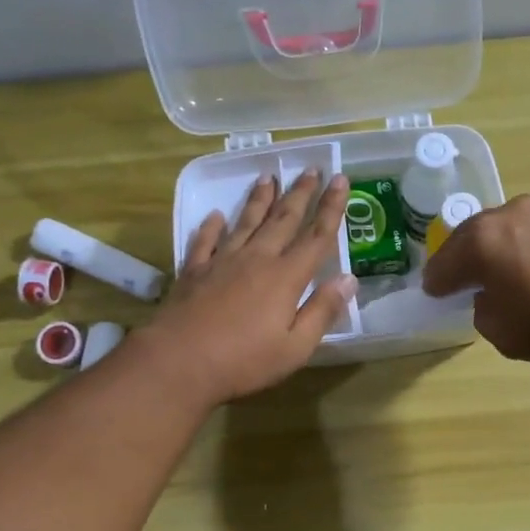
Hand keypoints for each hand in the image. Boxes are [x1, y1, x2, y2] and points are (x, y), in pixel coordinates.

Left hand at [139, 169, 355, 404]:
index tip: (341, 180)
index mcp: (286, 278)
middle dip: (300, 193)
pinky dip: (211, 226)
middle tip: (310, 169)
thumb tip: (349, 279)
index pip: (316, 237)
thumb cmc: (244, 361)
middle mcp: (257, 259)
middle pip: (283, 220)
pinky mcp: (194, 271)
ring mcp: (222, 262)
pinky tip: (215, 216)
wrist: (179, 362)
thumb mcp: (296, 346)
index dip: (331, 208)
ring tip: (268, 178)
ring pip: (246, 222)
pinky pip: (205, 241)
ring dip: (260, 200)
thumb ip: (322, 311)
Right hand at [420, 194, 529, 366]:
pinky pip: (521, 235)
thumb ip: (482, 308)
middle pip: (467, 239)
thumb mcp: (499, 331)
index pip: (443, 264)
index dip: (435, 284)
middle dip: (458, 261)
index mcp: (480, 241)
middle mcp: (503, 216)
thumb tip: (491, 294)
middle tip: (454, 283)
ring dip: (487, 252)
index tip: (432, 295)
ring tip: (489, 278)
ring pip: (496, 233)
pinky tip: (520, 272)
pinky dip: (512, 251)